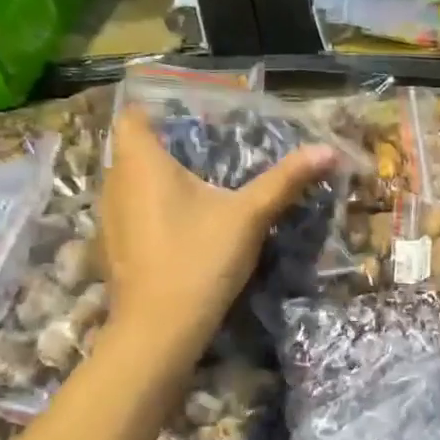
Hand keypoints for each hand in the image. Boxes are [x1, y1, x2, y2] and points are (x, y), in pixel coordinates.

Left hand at [99, 107, 337, 366]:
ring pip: (132, 182)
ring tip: (202, 184)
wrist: (160, 328)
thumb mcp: (250, 215)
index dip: (159, 111)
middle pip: (134, 149)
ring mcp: (111, 218)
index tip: (194, 117)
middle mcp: (115, 182)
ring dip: (160, 180)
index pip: (134, 116)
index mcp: (140, 162)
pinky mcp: (116, 247)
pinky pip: (134, 211)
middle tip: (212, 149)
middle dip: (168, 146)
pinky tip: (186, 225)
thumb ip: (286, 180)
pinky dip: (155, 208)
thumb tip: (329, 150)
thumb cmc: (199, 258)